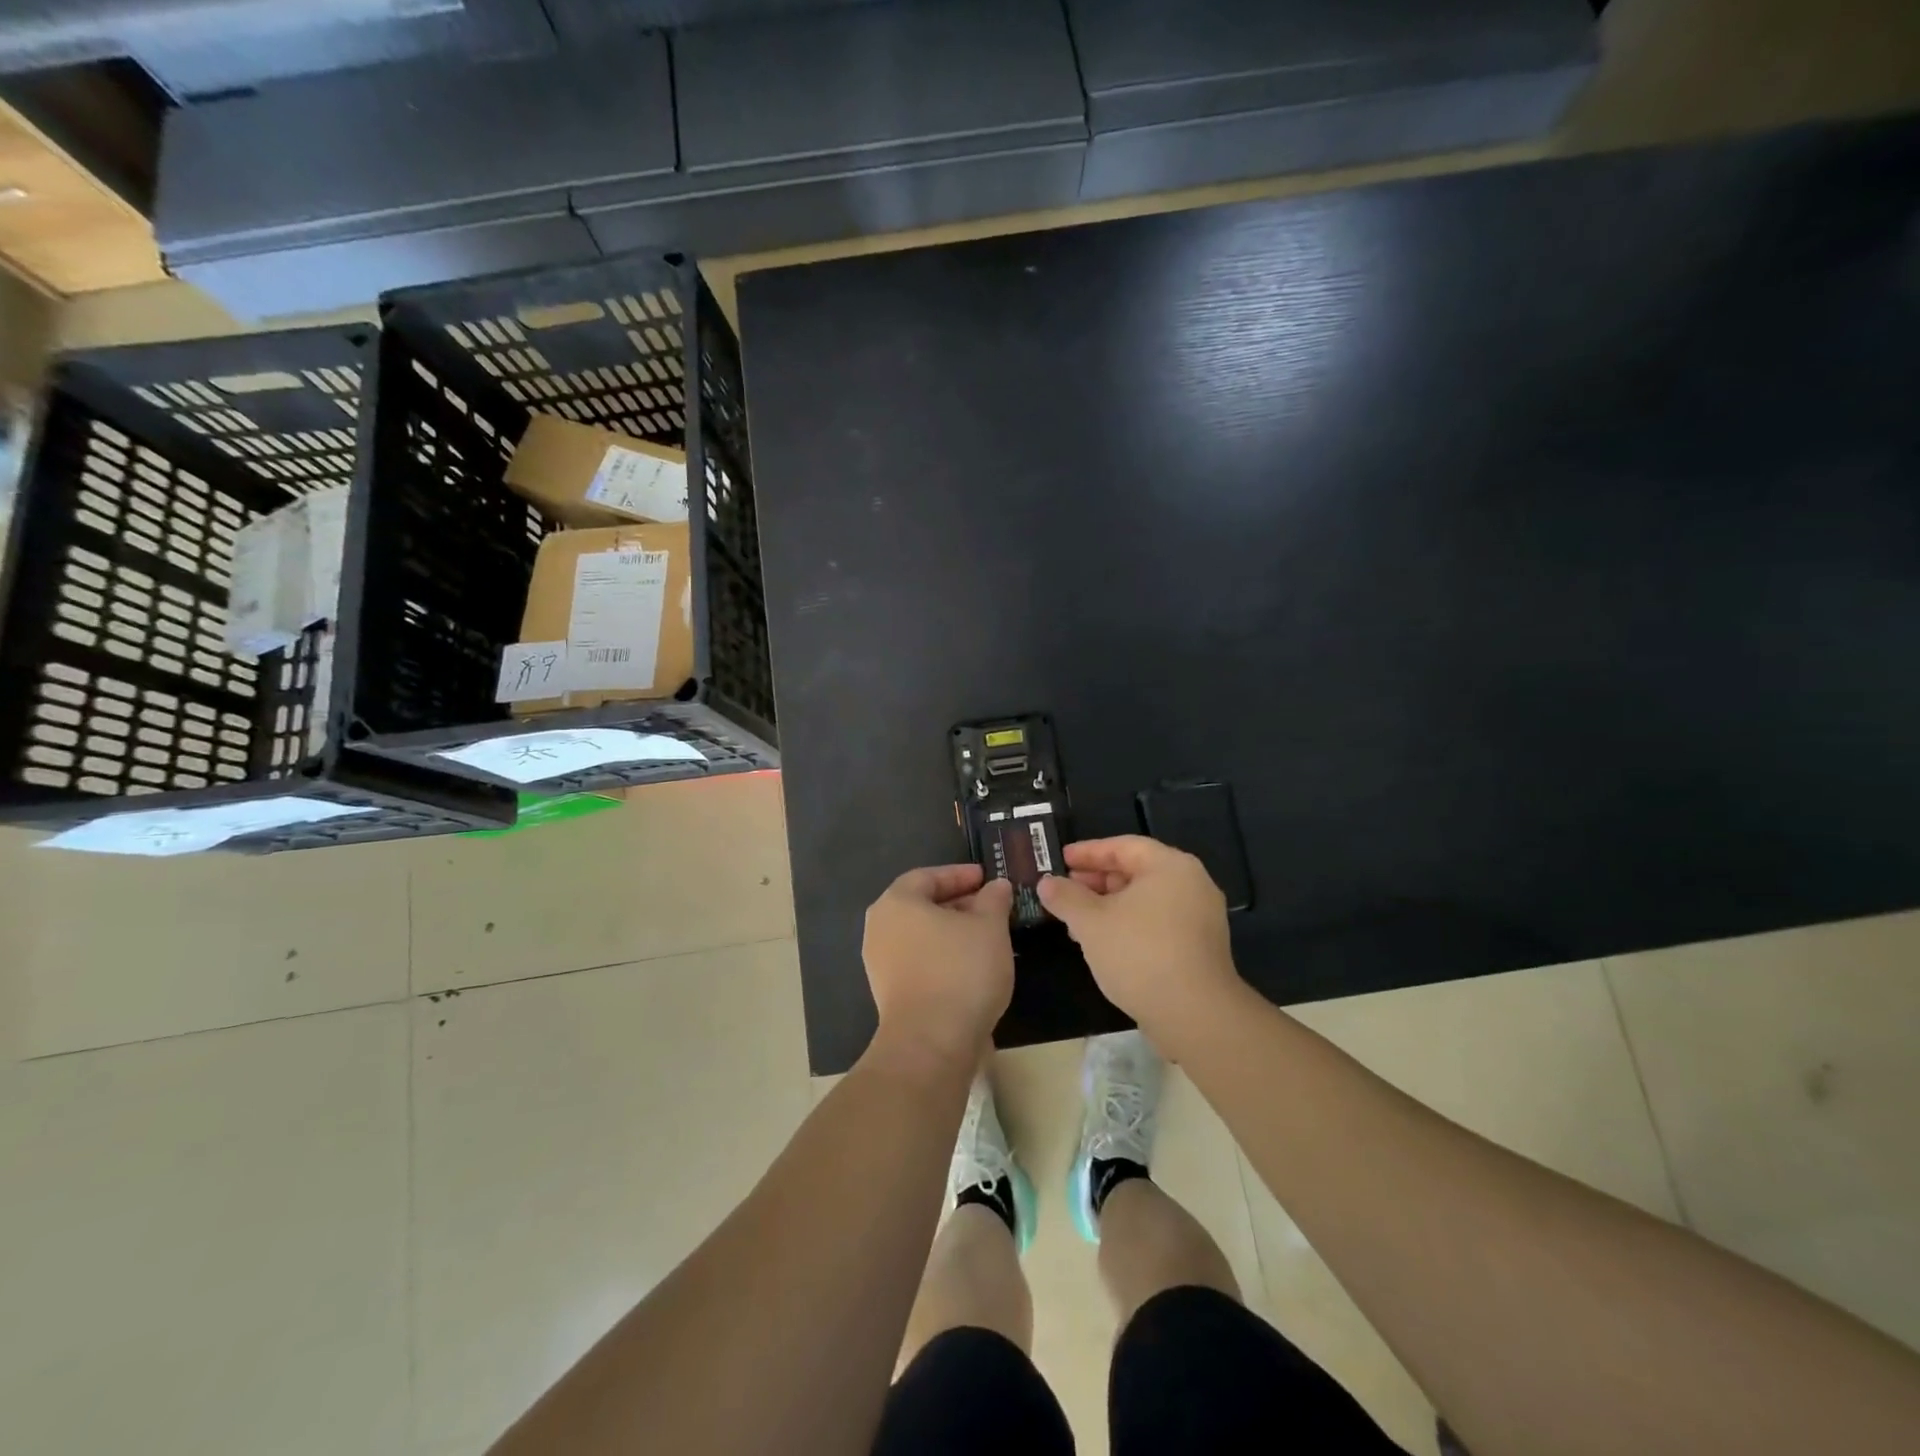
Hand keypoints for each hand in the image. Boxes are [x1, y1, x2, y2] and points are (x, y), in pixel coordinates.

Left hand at [863, 865, 1014, 1074]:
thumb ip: (993, 900)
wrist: (931, 1043)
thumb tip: (996, 887)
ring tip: (987, 937)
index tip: (986, 878)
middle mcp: (880, 928)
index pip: (928, 876)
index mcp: (897, 903)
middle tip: (990, 907)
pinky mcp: (889, 994)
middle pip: (921, 906)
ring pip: (921, 936)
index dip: (959, 875)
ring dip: (952, 932)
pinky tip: (971, 967)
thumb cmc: (960, 971)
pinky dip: (943, 957)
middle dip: (958, 904)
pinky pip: (919, 962)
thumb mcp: (990, 927)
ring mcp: (880, 964)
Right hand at [1037, 836, 1241, 1041]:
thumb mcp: (1091, 922)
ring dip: (1109, 906)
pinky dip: (1129, 925)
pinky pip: (1158, 923)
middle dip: (1097, 881)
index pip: (1123, 846)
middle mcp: (1192, 884)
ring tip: (1077, 922)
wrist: (1195, 1015)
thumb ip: (1066, 897)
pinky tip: (1104, 944)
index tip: (1061, 859)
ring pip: (1145, 900)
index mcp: (1171, 866)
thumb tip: (1046, 882)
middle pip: (1137, 871)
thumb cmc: (1140, 954)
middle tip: (1065, 891)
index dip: (1088, 852)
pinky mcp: (1200, 947)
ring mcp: (1200, 917)